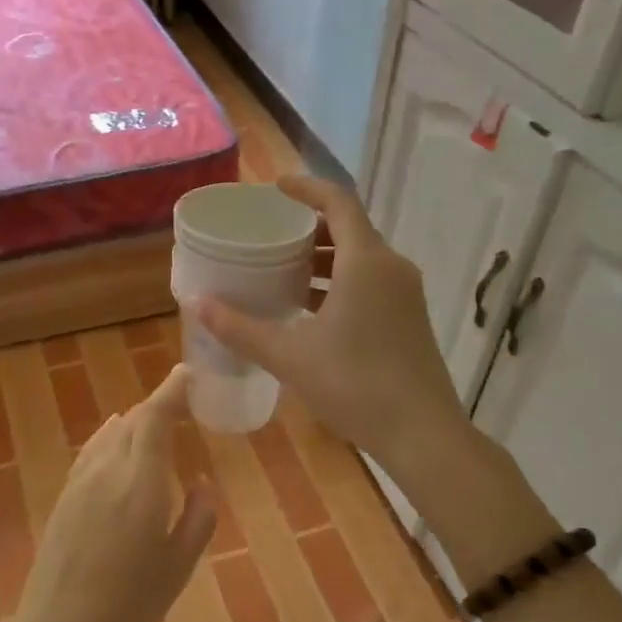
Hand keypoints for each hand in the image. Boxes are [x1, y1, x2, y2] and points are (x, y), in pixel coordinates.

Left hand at [15, 364, 217, 621]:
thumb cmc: (129, 605)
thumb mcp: (179, 566)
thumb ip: (198, 517)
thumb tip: (201, 482)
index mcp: (140, 481)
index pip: (156, 417)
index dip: (172, 390)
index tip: (189, 373)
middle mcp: (108, 470)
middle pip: (134, 420)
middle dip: (159, 406)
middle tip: (184, 405)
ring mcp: (80, 482)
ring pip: (111, 433)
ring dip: (136, 422)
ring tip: (157, 424)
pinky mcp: (64, 497)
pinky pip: (92, 450)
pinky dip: (111, 437)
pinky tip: (116, 441)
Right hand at [195, 174, 466, 478]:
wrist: (422, 433)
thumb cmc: (354, 384)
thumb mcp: (290, 356)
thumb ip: (242, 328)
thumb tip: (200, 304)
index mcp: (366, 262)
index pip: (339, 203)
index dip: (307, 188)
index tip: (277, 187)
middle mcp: (392, 268)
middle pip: (351, 229)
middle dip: (311, 227)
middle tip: (273, 236)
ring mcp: (405, 295)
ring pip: (361, 259)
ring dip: (325, 259)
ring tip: (286, 271)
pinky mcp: (409, 319)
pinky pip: (371, 283)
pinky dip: (340, 283)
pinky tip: (311, 310)